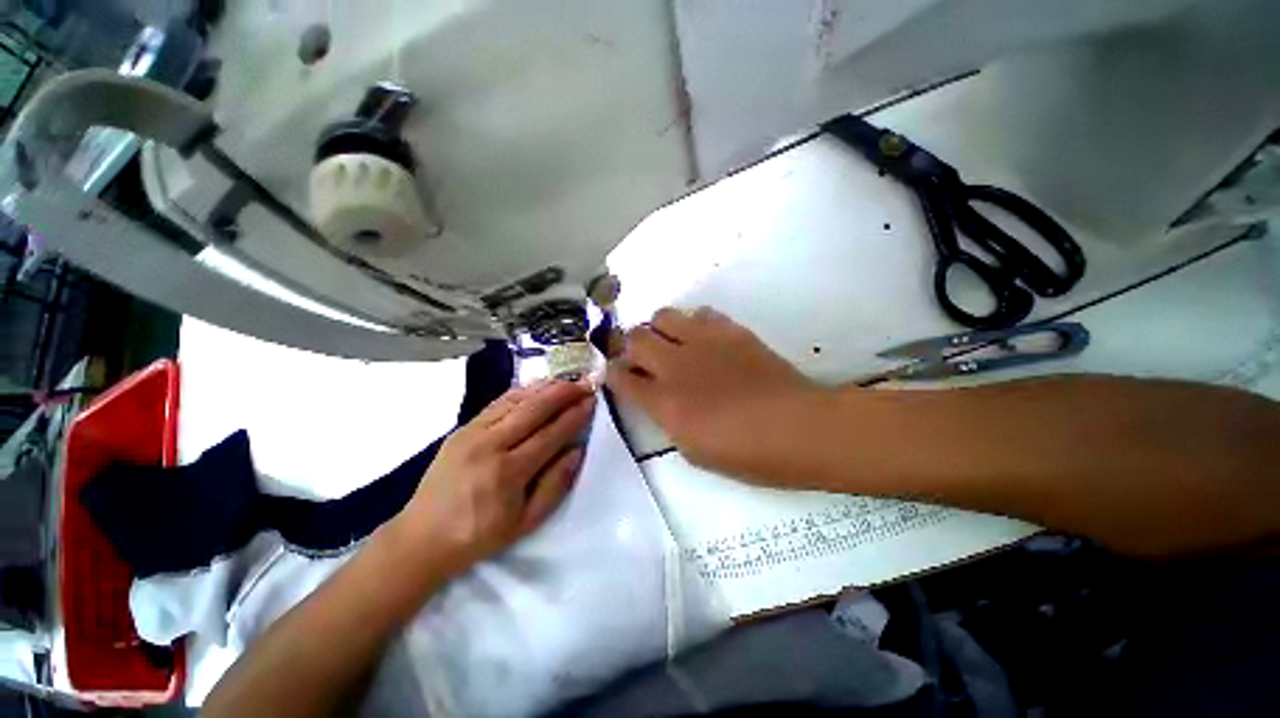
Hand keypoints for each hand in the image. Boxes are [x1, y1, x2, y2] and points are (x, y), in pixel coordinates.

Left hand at [390, 380, 594, 576]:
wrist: (422, 538)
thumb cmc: (480, 535)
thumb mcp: (526, 521)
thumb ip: (556, 484)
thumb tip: (577, 450)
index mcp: (509, 472)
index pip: (551, 433)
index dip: (575, 415)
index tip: (592, 401)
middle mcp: (491, 445)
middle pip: (534, 409)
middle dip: (564, 392)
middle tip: (585, 383)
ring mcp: (472, 433)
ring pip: (516, 400)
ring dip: (545, 387)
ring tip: (566, 380)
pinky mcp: (462, 428)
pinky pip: (498, 402)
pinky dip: (521, 391)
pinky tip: (536, 387)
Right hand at [606, 307, 829, 484]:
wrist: (799, 428)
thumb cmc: (748, 454)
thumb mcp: (695, 452)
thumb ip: (669, 421)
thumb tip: (660, 401)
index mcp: (665, 402)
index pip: (622, 379)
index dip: (613, 374)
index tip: (614, 374)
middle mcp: (676, 365)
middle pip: (635, 338)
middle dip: (630, 346)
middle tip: (641, 358)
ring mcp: (703, 342)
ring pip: (662, 315)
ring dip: (658, 329)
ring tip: (671, 344)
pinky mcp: (730, 331)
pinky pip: (700, 314)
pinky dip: (693, 324)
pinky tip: (703, 340)